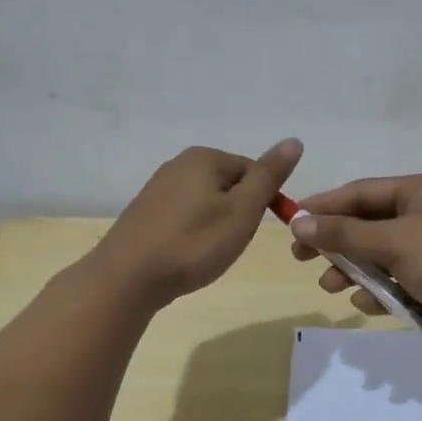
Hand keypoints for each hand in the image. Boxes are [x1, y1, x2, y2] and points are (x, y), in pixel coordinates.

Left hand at [95, 139, 302, 308]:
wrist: (127, 279)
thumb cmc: (193, 243)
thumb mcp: (242, 211)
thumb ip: (269, 176)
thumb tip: (294, 141)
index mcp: (205, 157)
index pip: (254, 171)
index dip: (263, 202)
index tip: (252, 230)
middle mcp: (179, 163)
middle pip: (230, 185)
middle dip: (238, 213)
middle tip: (230, 243)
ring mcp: (158, 187)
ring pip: (207, 201)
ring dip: (216, 224)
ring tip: (208, 252)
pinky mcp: (145, 211)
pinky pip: (185, 215)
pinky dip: (193, 232)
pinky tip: (187, 253)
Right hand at [288, 174, 421, 346]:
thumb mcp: (394, 244)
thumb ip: (345, 234)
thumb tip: (299, 223)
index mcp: (420, 191)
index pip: (361, 192)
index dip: (325, 206)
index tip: (292, 221)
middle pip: (367, 224)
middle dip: (337, 244)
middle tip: (302, 258)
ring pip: (378, 254)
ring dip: (354, 271)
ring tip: (331, 287)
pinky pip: (396, 277)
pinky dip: (380, 289)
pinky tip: (368, 304)